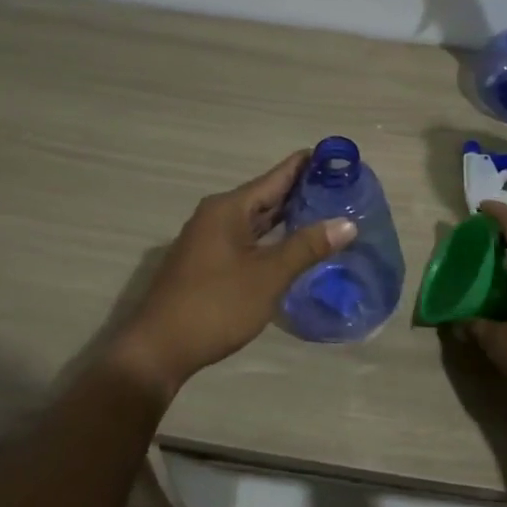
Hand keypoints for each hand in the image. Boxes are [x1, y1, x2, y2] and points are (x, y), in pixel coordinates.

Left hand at [108, 150, 355, 396]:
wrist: (158, 349)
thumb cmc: (216, 305)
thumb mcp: (268, 276)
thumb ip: (307, 247)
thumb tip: (347, 223)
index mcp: (228, 209)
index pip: (275, 176)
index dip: (306, 166)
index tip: (337, 157)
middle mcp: (216, 216)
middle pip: (266, 196)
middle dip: (301, 192)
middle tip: (341, 188)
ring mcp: (209, 241)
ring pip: (256, 220)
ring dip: (287, 217)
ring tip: (325, 212)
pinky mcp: (208, 264)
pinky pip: (248, 240)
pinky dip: (272, 238)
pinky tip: (293, 246)